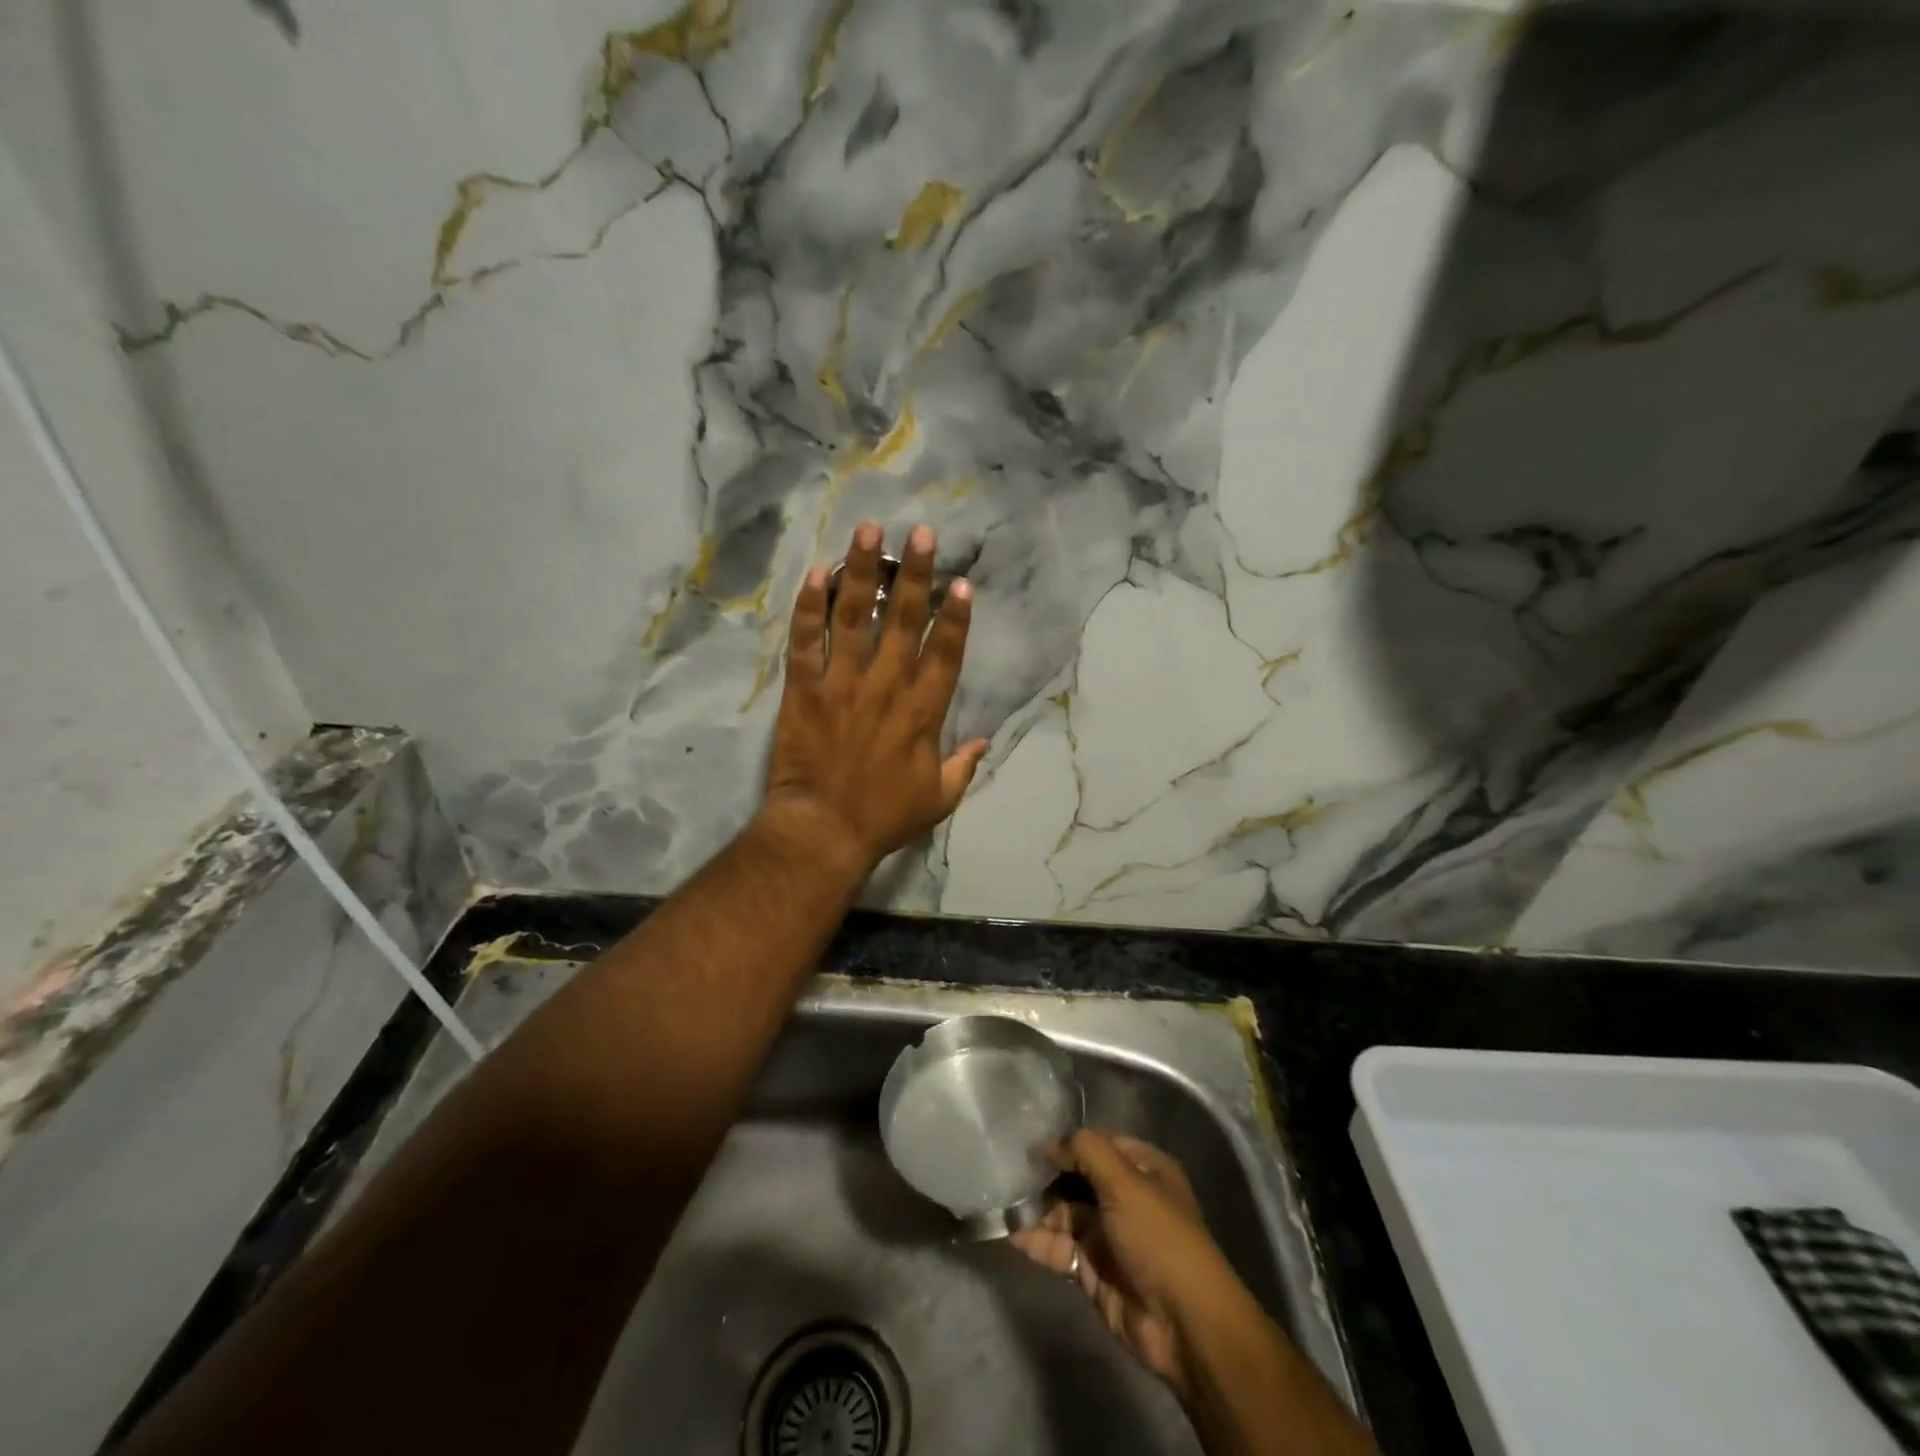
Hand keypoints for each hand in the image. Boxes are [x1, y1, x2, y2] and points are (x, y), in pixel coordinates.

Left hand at [763, 521, 988, 871]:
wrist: (823, 831)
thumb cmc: (884, 817)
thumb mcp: (937, 799)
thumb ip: (962, 767)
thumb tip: (984, 743)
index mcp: (922, 712)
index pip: (945, 654)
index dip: (955, 618)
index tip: (961, 583)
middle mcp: (885, 687)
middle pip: (904, 621)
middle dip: (915, 574)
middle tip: (922, 533)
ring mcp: (842, 684)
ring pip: (854, 618)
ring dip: (862, 572)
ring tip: (868, 531)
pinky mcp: (804, 690)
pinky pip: (806, 641)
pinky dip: (809, 607)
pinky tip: (816, 573)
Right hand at [1012, 1131, 1244, 1397]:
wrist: (1183, 1323)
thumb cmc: (1157, 1237)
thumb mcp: (1124, 1181)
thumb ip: (1086, 1151)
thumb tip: (1051, 1144)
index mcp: (1143, 1170)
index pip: (1099, 1145)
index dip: (1069, 1144)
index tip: (1034, 1144)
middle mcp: (1126, 1199)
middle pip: (1078, 1179)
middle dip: (1047, 1177)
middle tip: (1010, 1171)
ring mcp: (1109, 1237)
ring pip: (1065, 1215)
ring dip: (1037, 1210)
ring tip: (1005, 1201)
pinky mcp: (1093, 1272)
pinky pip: (1060, 1249)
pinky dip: (1037, 1242)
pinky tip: (1010, 1233)